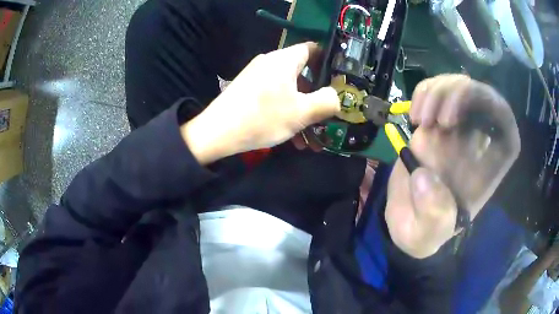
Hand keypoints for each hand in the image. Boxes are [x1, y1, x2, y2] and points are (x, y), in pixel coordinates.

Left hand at [182, 43, 339, 164]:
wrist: (216, 133)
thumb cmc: (262, 118)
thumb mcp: (302, 112)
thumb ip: (326, 101)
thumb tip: (336, 95)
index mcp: (284, 60)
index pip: (312, 48)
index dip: (329, 61)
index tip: (340, 79)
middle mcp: (270, 63)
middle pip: (302, 73)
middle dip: (316, 97)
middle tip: (327, 115)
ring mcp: (257, 76)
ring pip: (289, 90)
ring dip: (302, 112)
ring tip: (311, 139)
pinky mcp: (248, 90)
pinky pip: (274, 97)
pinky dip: (286, 113)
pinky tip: (292, 138)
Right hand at [386, 74, 520, 258]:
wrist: (406, 219)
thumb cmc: (425, 229)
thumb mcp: (428, 234)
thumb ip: (434, 216)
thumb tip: (425, 177)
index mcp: (489, 165)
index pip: (505, 124)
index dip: (493, 108)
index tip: (462, 121)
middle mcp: (478, 140)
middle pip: (481, 95)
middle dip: (459, 96)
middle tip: (437, 120)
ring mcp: (456, 126)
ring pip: (457, 85)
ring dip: (437, 92)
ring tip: (420, 120)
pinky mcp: (434, 120)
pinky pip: (435, 89)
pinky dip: (423, 92)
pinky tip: (414, 116)